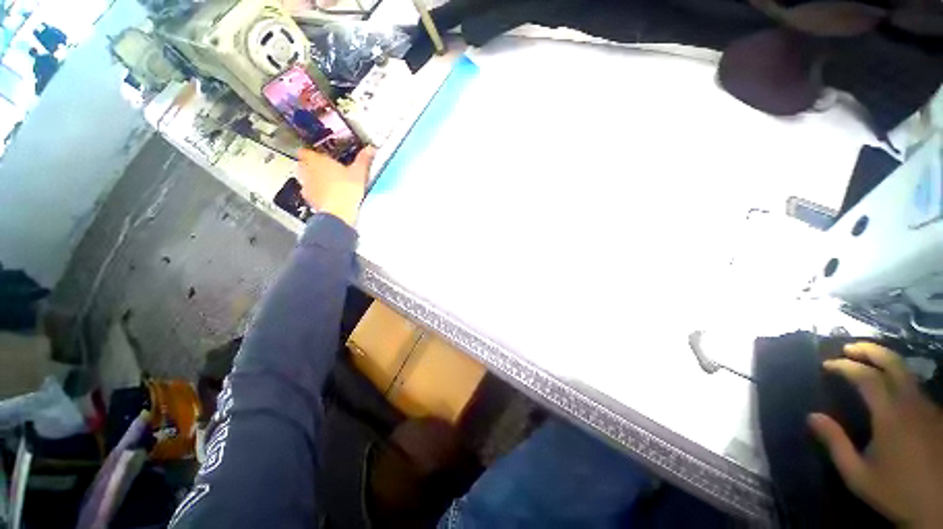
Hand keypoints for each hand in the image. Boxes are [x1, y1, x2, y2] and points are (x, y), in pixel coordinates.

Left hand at [297, 147, 375, 225]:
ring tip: (325, 183)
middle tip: (323, 168)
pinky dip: (316, 193)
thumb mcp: (359, 172)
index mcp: (316, 160)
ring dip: (312, 179)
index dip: (311, 153)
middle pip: (302, 165)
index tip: (318, 154)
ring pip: (304, 179)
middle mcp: (307, 171)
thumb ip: (363, 159)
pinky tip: (327, 196)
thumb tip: (369, 150)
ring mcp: (306, 186)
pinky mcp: (309, 200)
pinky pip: (309, 193)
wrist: (338, 211)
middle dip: (310, 166)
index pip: (305, 151)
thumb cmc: (345, 189)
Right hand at [808, 342, 942, 527]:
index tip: (827, 364)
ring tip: (867, 363)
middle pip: (893, 363)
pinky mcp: (936, 414)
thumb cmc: (895, 490)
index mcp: (890, 414)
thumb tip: (812, 416)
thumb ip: (836, 444)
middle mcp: (911, 402)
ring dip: (885, 362)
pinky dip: (898, 378)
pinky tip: (890, 387)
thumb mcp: (858, 475)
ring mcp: (927, 407)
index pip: (866, 376)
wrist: (939, 505)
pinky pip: (915, 387)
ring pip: (907, 372)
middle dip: (870, 350)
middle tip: (849, 348)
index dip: (845, 366)